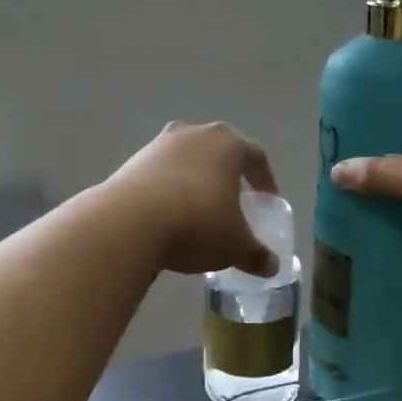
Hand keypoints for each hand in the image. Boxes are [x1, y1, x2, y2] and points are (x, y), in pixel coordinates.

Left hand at [108, 121, 279, 276]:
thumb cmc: (197, 224)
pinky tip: (168, 215)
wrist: (129, 222)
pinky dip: (168, 188)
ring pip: (187, 159)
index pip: (256, 156)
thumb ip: (257, 254)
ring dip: (196, 179)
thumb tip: (272, 266)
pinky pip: (160, 172)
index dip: (265, 179)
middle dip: (228, 174)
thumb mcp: (235, 246)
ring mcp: (160, 144)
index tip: (267, 200)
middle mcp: (195, 134)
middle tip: (234, 200)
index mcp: (228, 144)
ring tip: (198, 209)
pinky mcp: (132, 161)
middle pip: (219, 151)